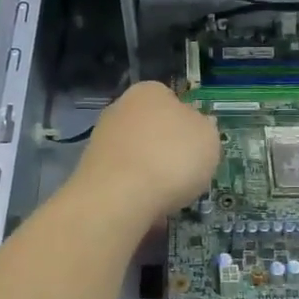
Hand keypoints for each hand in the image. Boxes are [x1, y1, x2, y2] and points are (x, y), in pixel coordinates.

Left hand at [71, 81, 220, 224]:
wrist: (118, 196)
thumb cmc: (172, 157)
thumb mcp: (208, 137)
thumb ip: (204, 127)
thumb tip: (197, 124)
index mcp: (150, 91)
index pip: (172, 100)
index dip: (187, 124)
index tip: (196, 147)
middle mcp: (121, 107)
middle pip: (151, 128)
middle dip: (165, 148)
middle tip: (184, 172)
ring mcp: (102, 138)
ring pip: (136, 154)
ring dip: (150, 171)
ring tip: (166, 197)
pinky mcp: (91, 169)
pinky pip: (123, 179)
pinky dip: (134, 191)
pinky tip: (145, 208)